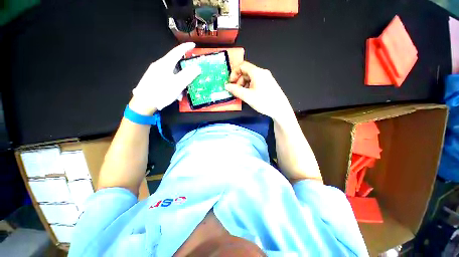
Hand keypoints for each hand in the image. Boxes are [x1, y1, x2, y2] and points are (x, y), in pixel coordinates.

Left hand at [130, 43, 200, 114]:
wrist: (143, 103)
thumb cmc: (161, 92)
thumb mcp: (178, 84)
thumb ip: (188, 75)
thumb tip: (197, 68)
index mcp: (165, 64)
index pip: (177, 51)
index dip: (186, 47)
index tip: (193, 44)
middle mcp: (159, 65)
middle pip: (175, 65)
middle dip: (184, 73)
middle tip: (190, 80)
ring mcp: (155, 72)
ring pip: (172, 74)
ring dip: (179, 83)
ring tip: (181, 93)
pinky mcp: (153, 79)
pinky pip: (167, 79)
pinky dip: (173, 85)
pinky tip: (174, 95)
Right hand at [225, 61, 292, 120]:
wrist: (280, 109)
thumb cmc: (264, 102)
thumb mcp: (247, 97)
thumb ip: (235, 90)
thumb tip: (226, 86)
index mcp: (257, 72)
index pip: (242, 65)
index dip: (234, 73)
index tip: (231, 83)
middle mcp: (262, 72)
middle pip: (246, 72)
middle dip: (239, 80)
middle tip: (236, 91)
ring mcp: (266, 78)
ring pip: (251, 77)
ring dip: (244, 84)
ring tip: (243, 94)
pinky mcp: (269, 83)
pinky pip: (256, 81)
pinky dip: (250, 86)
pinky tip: (250, 95)